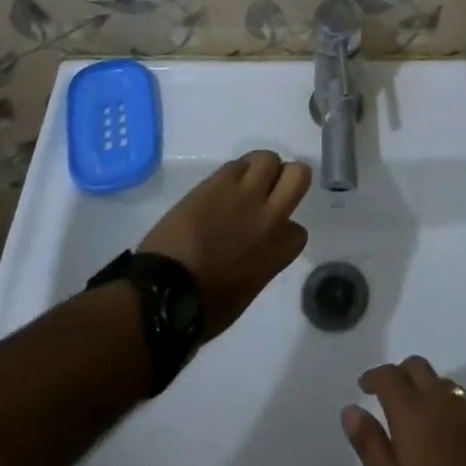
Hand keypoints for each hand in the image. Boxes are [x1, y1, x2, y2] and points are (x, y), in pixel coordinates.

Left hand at [139, 150, 310, 338]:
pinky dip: (234, 172)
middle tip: (270, 190)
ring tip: (244, 182)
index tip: (270, 233)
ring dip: (260, 169)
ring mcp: (245, 195)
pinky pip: (237, 163)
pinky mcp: (219, 181)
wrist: (166, 292)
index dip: (284, 229)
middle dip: (288, 178)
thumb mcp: (246, 291)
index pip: (298, 231)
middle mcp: (269, 217)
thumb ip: (262, 263)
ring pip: (269, 159)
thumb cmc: (204, 306)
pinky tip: (221, 186)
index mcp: (276, 252)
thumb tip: (258, 250)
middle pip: (299, 174)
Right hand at [342, 357, 465, 465]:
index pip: (390, 375)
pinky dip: (441, 401)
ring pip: (439, 380)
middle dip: (399, 372)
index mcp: (412, 411)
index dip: (374, 376)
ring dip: (423, 384)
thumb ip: (369, 445)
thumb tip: (350, 409)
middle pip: (417, 366)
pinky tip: (440, 425)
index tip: (363, 386)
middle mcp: (439, 401)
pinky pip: (456, 399)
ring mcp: (464, 413)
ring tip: (413, 408)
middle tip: (386, 392)